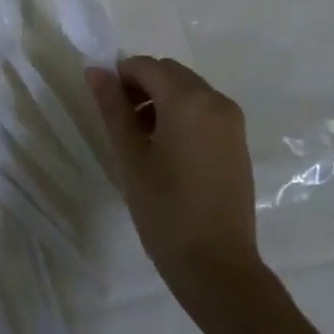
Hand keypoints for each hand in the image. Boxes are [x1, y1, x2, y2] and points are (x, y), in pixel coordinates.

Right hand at [87, 56, 261, 298]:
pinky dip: (182, 115)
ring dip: (162, 99)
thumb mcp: (131, 156)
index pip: (146, 66)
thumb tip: (96, 71)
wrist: (218, 267)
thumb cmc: (166, 209)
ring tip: (140, 138)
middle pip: (170, 74)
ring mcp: (231, 122)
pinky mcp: (238, 142)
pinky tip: (166, 149)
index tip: (105, 103)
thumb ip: (113, 108)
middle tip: (120, 120)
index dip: (121, 76)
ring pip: (188, 91)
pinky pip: (205, 110)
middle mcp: (215, 100)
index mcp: (188, 99)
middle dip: (142, 85)